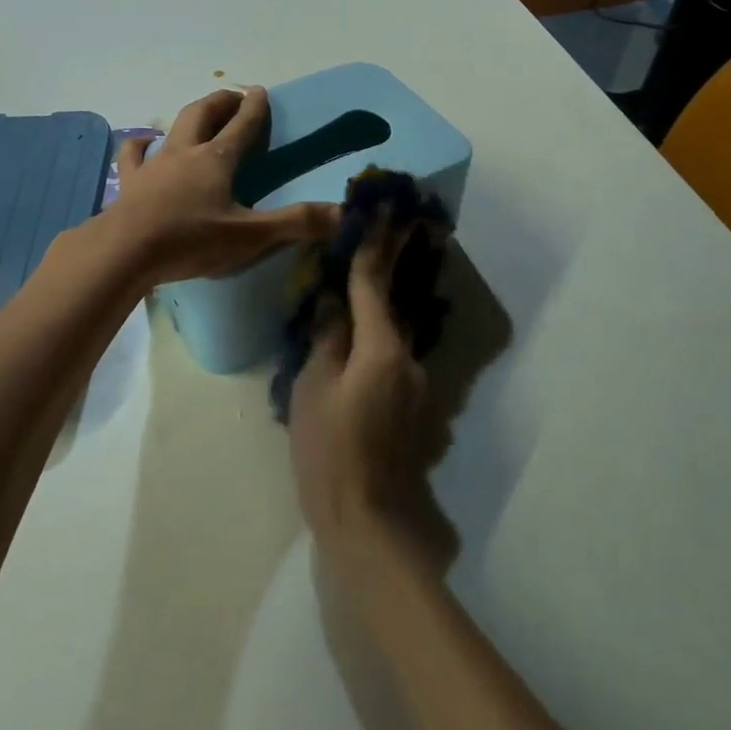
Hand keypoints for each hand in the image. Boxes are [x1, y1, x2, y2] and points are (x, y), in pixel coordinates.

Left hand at [108, 87, 337, 286]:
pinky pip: (133, 156)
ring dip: (188, 118)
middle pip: (204, 114)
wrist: (125, 251)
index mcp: (216, 160)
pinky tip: (142, 144)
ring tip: (196, 117)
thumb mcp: (250, 236)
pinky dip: (140, 146)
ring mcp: (153, 166)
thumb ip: (296, 223)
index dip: (255, 108)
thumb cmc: (190, 240)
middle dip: (221, 102)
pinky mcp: (130, 184)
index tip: (261, 90)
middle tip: (234, 97)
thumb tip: (343, 213)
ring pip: (172, 129)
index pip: (242, 126)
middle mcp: (185, 153)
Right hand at [290, 217, 428, 543]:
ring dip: (383, 303)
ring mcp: (416, 383)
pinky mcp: (413, 405)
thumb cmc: (329, 450)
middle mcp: (409, 358)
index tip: (382, 210)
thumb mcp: (313, 388)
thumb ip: (327, 338)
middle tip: (397, 223)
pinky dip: (380, 337)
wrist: (367, 519)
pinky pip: (393, 356)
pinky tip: (360, 340)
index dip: (374, 245)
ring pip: (394, 331)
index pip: (374, 284)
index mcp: (382, 348)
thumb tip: (334, 302)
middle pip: (394, 301)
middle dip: (392, 262)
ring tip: (366, 278)